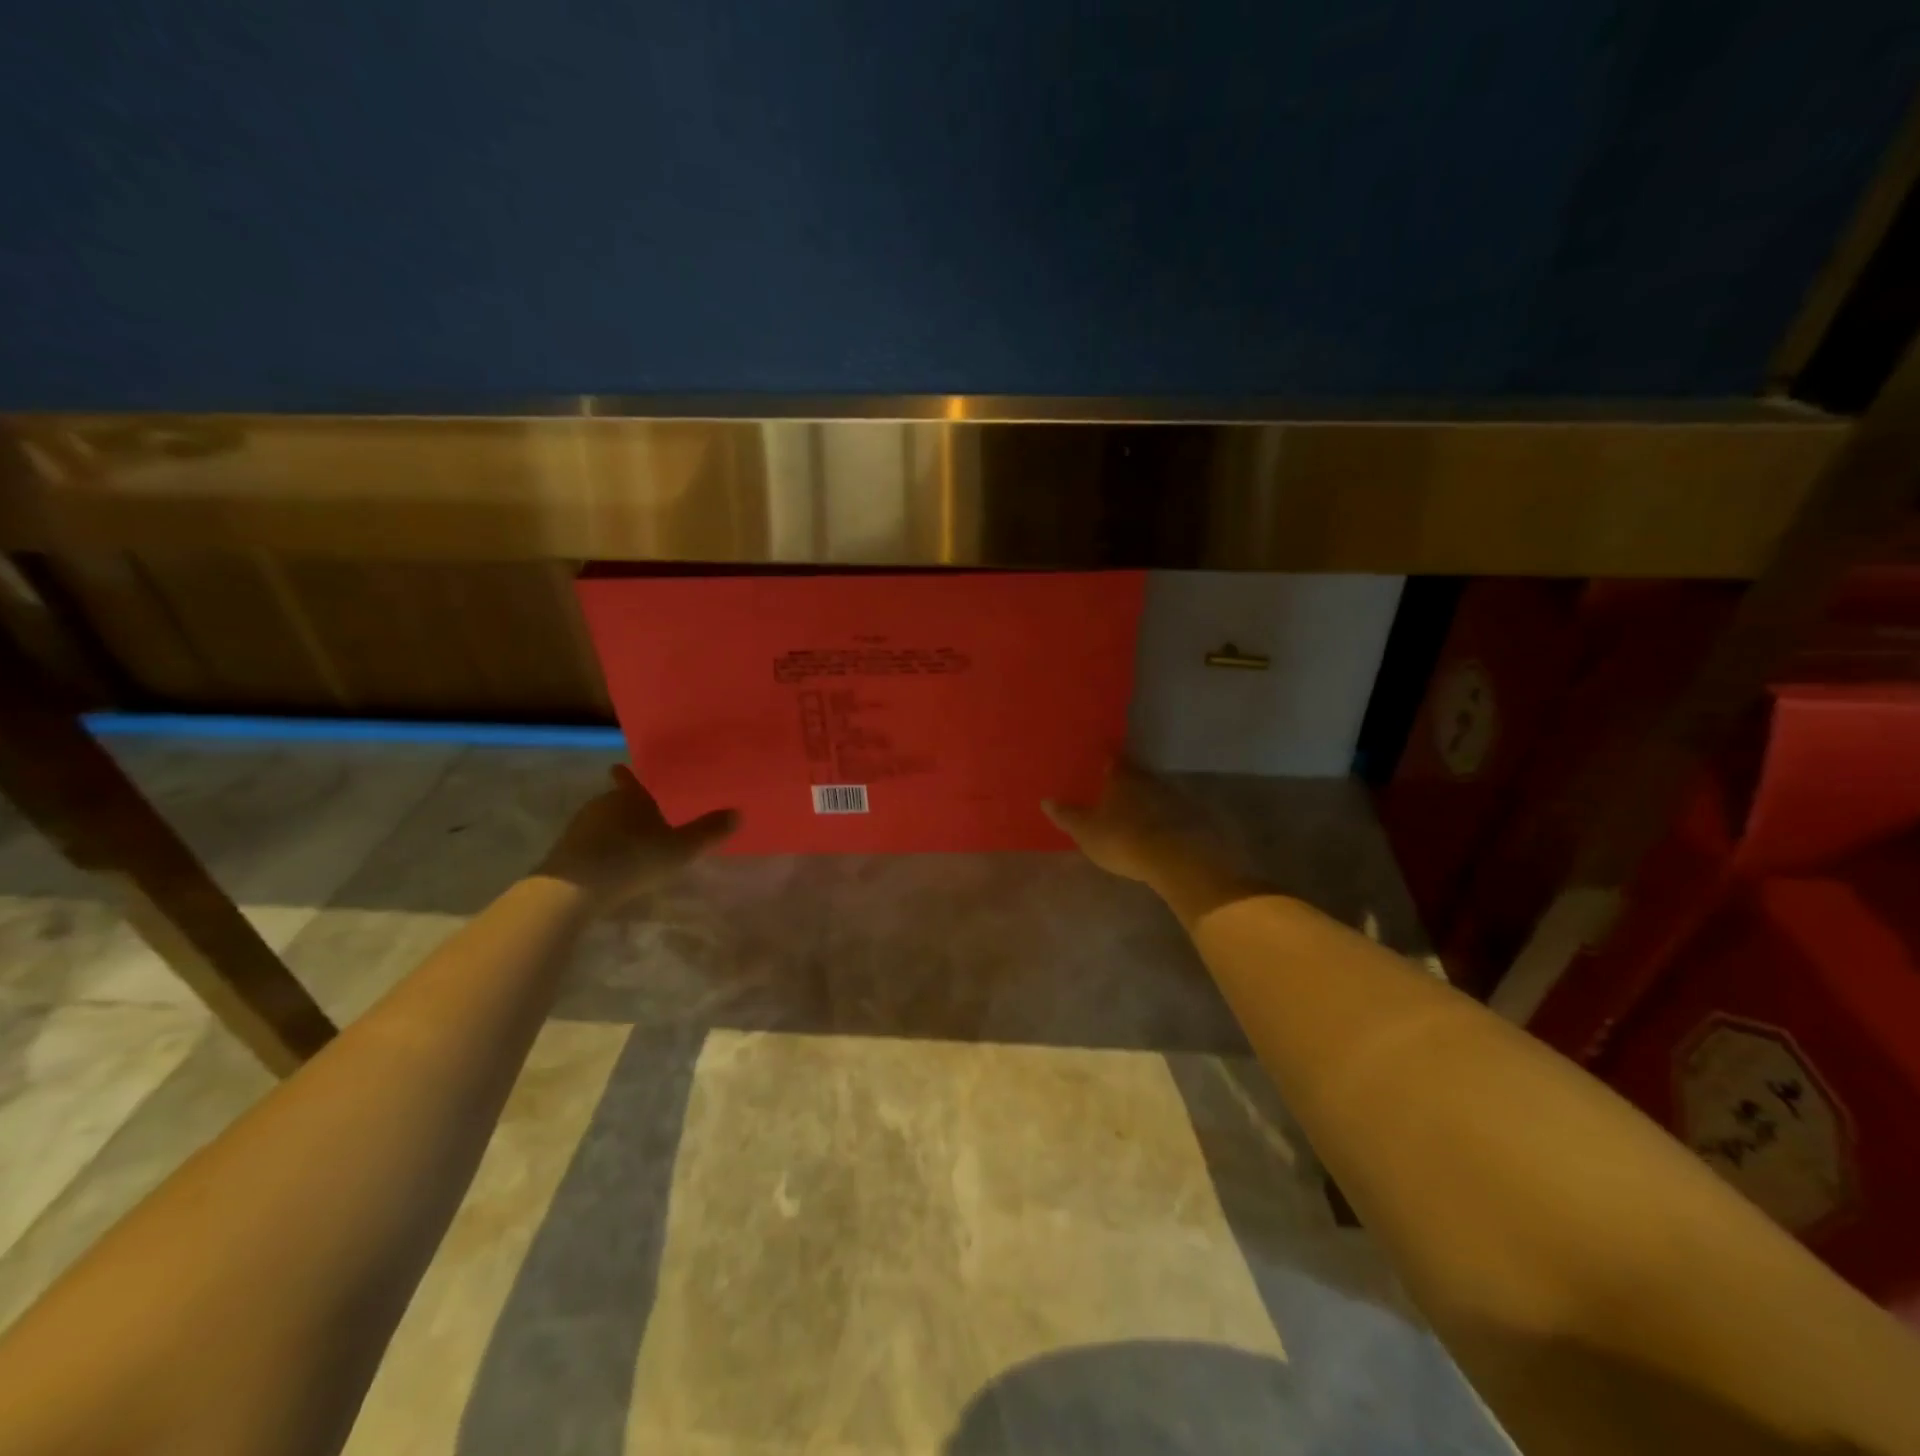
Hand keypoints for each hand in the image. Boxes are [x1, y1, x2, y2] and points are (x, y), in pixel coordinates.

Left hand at [536, 765, 736, 911]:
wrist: (572, 889)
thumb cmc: (633, 859)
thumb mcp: (680, 849)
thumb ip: (708, 832)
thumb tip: (738, 813)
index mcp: (630, 798)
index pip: (631, 781)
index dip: (629, 776)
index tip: (619, 767)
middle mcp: (603, 805)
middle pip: (617, 802)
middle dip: (628, 809)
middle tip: (644, 818)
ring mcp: (579, 828)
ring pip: (602, 823)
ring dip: (613, 831)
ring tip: (629, 845)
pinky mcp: (564, 852)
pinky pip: (588, 844)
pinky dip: (600, 850)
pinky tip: (609, 866)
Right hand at [1045, 761, 1257, 924]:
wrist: (1175, 859)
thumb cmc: (1122, 839)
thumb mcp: (1086, 831)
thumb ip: (1067, 816)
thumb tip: (1046, 800)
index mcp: (1120, 776)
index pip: (1110, 757)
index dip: (1103, 757)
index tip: (1096, 757)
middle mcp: (1146, 779)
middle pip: (1132, 773)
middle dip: (1121, 778)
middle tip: (1108, 785)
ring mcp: (1170, 797)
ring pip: (1150, 791)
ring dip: (1141, 797)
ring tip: (1127, 808)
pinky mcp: (1186, 817)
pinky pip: (1166, 811)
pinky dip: (1156, 815)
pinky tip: (1149, 827)